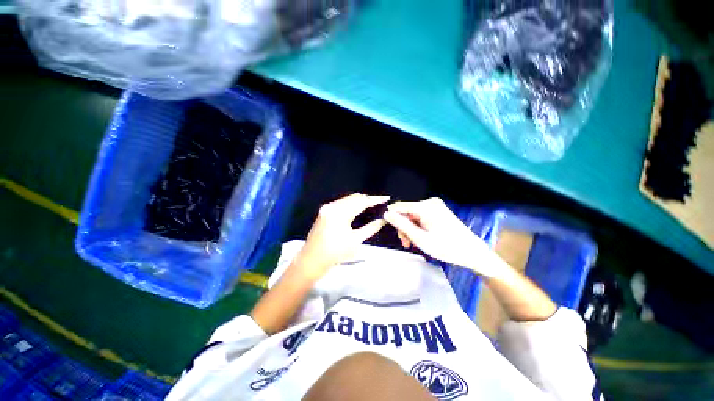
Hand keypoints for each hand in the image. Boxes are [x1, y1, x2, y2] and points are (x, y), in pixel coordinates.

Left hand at [290, 193, 389, 280]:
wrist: (312, 259)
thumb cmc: (335, 253)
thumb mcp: (355, 241)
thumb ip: (371, 228)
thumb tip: (383, 220)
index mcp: (340, 213)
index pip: (361, 202)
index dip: (374, 199)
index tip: (385, 198)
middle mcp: (332, 206)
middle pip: (354, 197)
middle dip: (367, 199)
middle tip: (379, 203)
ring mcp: (327, 207)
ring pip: (347, 199)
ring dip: (359, 201)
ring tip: (371, 206)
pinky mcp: (324, 210)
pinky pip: (341, 203)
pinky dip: (351, 204)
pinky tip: (357, 209)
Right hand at [383, 198, 505, 276]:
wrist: (472, 252)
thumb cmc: (446, 247)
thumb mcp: (420, 238)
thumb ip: (402, 225)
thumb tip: (386, 214)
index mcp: (425, 207)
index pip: (399, 207)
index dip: (391, 218)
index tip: (389, 231)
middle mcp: (429, 202)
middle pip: (406, 212)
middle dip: (404, 228)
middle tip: (406, 244)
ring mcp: (435, 206)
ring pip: (412, 216)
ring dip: (410, 229)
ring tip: (413, 244)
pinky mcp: (438, 210)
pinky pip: (420, 217)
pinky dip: (418, 227)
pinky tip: (420, 238)